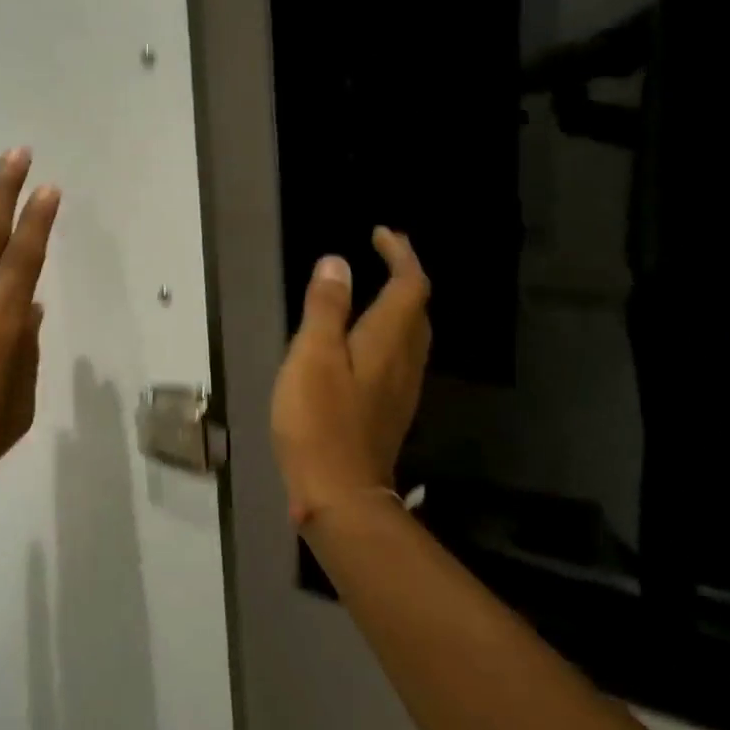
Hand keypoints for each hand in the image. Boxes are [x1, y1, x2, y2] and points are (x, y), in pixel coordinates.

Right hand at [271, 229, 431, 528]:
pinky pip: (398, 357)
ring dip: (399, 305)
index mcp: (387, 341)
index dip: (400, 255)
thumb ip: (326, 308)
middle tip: (382, 255)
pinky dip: (388, 333)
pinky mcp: (387, 410)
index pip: (410, 286)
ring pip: (412, 335)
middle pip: (418, 310)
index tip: (381, 233)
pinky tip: (363, 342)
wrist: (340, 495)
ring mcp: (400, 390)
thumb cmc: (320, 421)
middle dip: (405, 276)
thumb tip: (338, 262)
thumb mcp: (312, 356)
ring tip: (373, 290)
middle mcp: (403, 361)